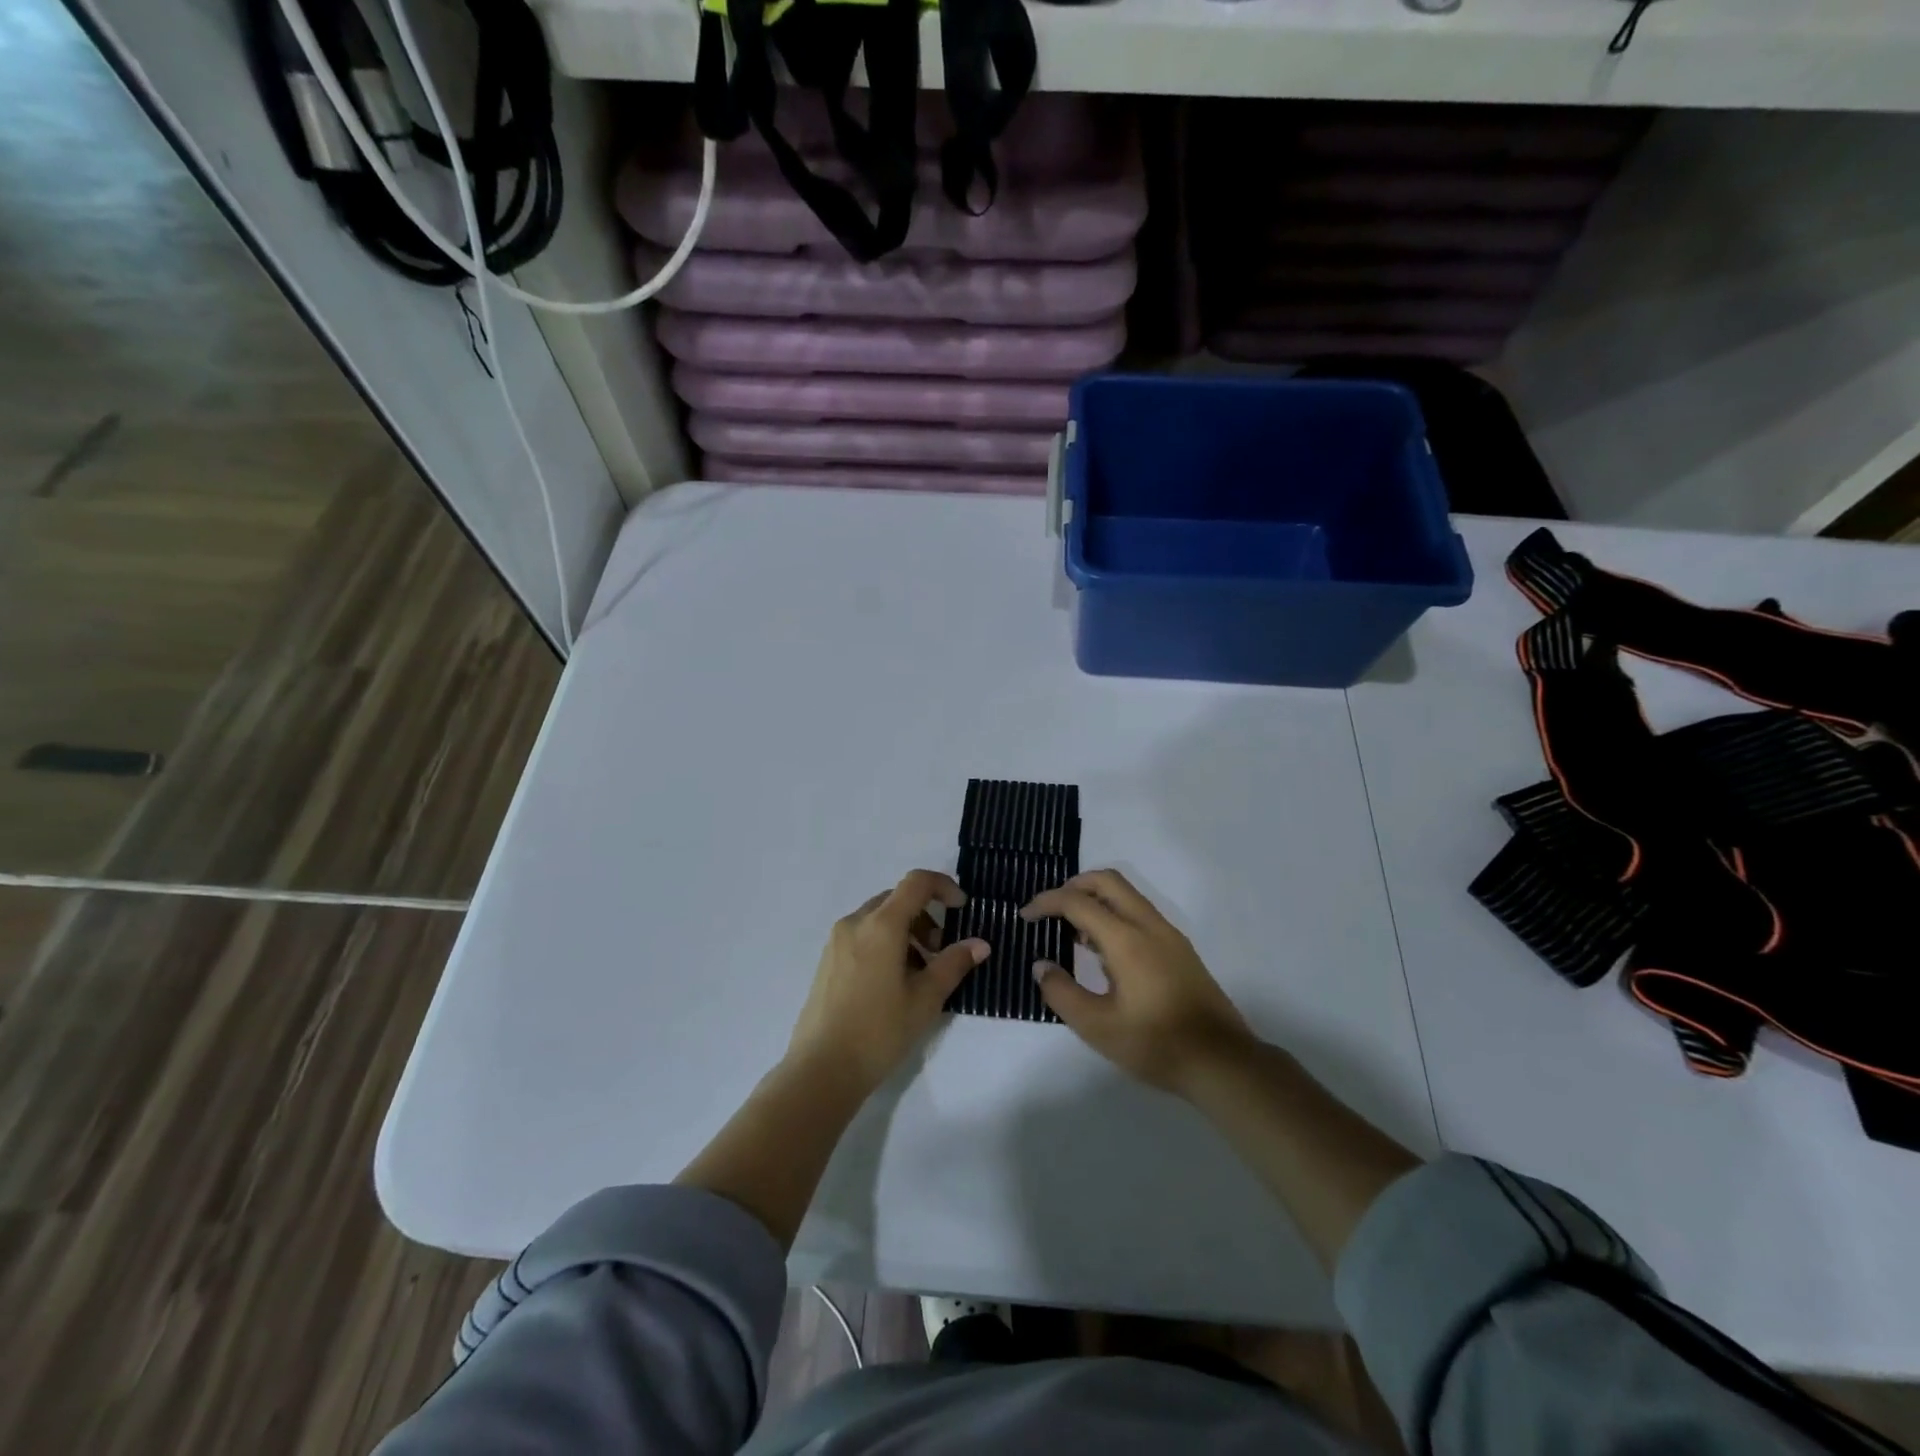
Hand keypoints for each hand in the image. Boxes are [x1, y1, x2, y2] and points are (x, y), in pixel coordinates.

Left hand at [786, 869, 988, 1095]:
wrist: (821, 1070)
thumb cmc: (879, 1031)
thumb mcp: (925, 999)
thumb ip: (954, 964)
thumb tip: (980, 944)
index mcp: (881, 925)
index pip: (916, 882)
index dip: (944, 886)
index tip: (962, 908)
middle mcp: (855, 922)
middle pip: (897, 899)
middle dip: (925, 916)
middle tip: (941, 950)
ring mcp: (837, 941)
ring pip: (879, 918)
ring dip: (906, 931)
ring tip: (919, 973)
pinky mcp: (827, 960)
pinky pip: (862, 935)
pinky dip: (885, 943)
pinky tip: (892, 983)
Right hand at [1024, 869, 1254, 1097]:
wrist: (1221, 1061)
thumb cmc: (1155, 1044)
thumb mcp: (1097, 1027)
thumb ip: (1062, 992)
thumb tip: (1041, 965)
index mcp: (1126, 939)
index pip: (1078, 902)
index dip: (1046, 902)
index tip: (1025, 916)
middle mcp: (1149, 925)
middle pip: (1107, 881)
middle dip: (1073, 886)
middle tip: (1050, 910)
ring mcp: (1169, 935)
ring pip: (1127, 895)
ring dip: (1096, 900)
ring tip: (1072, 933)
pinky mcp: (1179, 949)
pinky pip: (1140, 914)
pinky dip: (1114, 915)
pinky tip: (1103, 952)